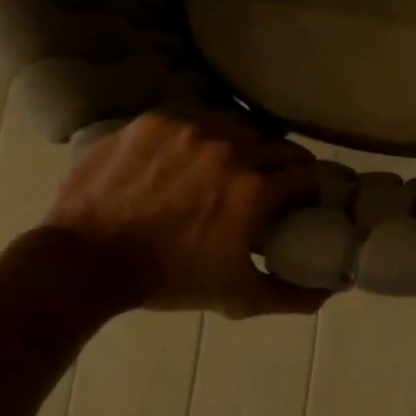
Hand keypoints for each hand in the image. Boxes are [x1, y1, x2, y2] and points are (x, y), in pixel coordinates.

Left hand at [43, 109, 325, 318]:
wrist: (85, 261)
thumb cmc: (168, 279)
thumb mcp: (236, 297)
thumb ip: (290, 295)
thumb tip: (331, 290)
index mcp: (254, 190)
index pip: (305, 177)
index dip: (307, 192)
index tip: (300, 204)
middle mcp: (230, 149)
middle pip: (278, 146)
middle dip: (283, 166)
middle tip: (271, 185)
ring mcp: (190, 130)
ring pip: (238, 126)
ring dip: (245, 144)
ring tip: (231, 165)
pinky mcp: (155, 121)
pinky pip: (195, 119)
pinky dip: (202, 136)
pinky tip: (191, 156)